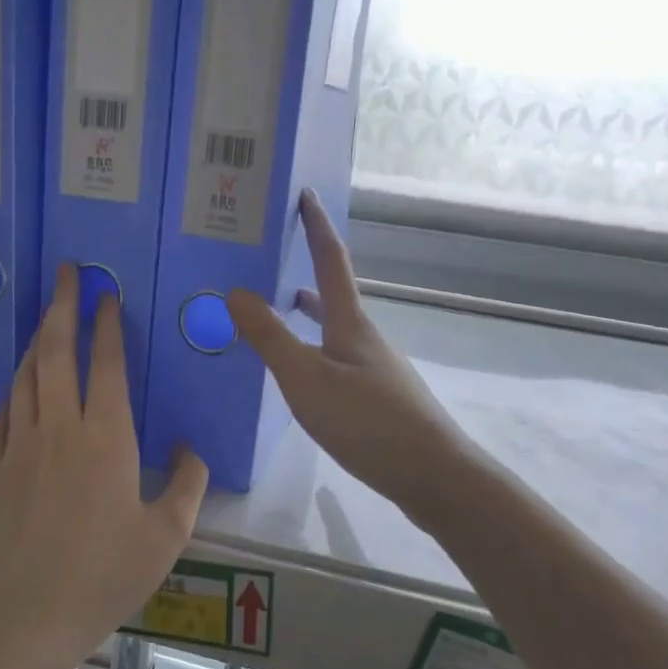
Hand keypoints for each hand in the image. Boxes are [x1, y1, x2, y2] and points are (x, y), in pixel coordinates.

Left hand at [0, 265, 209, 668]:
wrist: (26, 617)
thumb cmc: (104, 575)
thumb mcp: (166, 535)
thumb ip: (187, 484)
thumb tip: (191, 449)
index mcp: (105, 437)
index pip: (105, 364)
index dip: (105, 324)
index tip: (104, 295)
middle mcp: (59, 428)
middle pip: (55, 352)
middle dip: (61, 307)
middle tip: (65, 273)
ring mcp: (19, 445)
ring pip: (25, 376)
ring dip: (36, 341)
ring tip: (45, 318)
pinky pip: (3, 413)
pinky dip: (14, 389)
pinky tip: (19, 386)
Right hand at [227, 190, 478, 519]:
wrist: (431, 474)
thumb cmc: (367, 421)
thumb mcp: (307, 379)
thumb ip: (270, 338)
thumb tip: (236, 290)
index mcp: (351, 322)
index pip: (331, 260)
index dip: (316, 226)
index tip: (305, 194)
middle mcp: (365, 337)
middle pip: (333, 294)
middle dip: (304, 271)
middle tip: (269, 260)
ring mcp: (375, 367)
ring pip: (335, 328)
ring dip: (308, 313)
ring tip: (278, 310)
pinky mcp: (378, 397)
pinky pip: (337, 357)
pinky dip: (314, 349)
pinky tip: (303, 374)